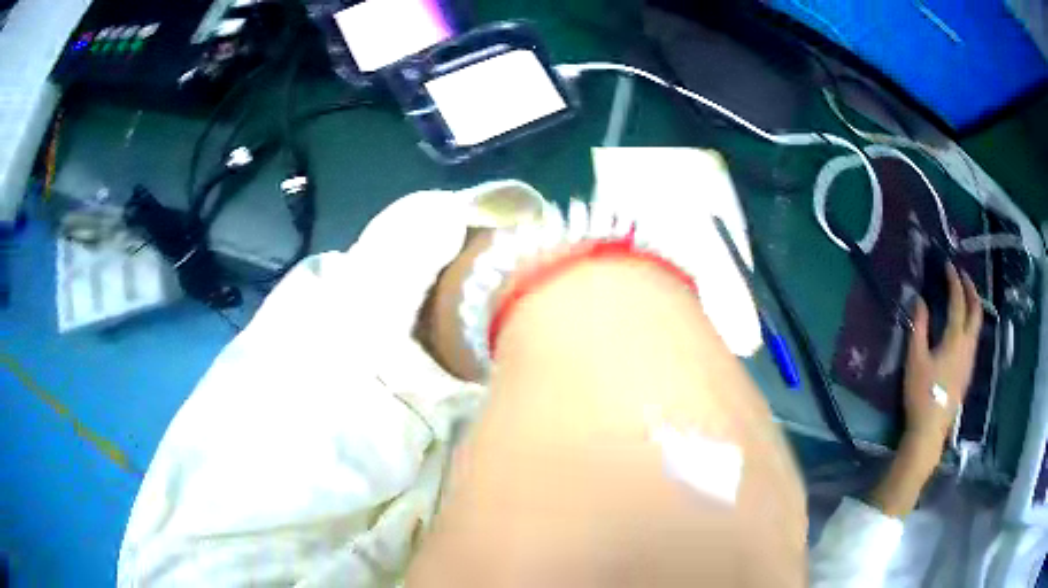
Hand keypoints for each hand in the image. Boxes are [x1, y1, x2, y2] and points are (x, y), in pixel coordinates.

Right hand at [902, 262, 983, 448]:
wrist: (930, 430)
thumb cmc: (921, 394)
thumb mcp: (915, 360)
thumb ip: (919, 327)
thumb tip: (920, 300)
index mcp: (955, 339)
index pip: (958, 302)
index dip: (954, 281)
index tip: (948, 266)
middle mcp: (968, 345)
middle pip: (976, 311)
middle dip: (971, 289)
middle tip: (963, 276)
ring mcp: (970, 360)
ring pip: (978, 325)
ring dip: (973, 305)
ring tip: (965, 297)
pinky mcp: (968, 372)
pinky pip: (975, 338)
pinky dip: (972, 323)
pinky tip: (964, 328)